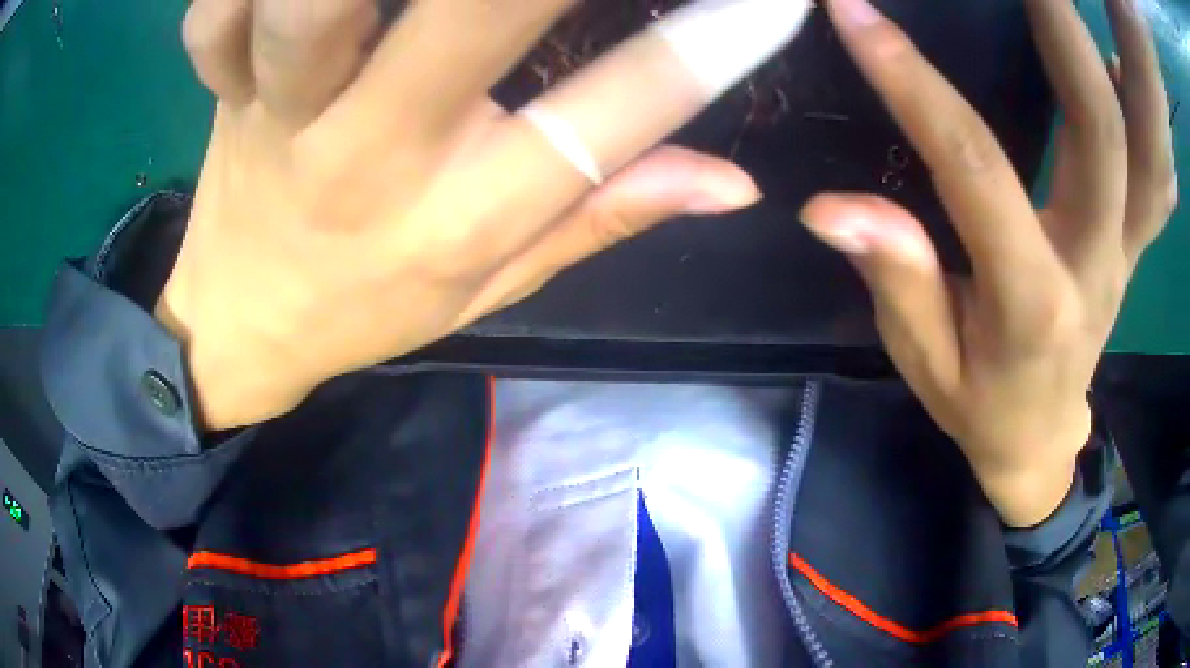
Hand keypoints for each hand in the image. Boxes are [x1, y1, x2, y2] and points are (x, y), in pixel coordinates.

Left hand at [165, 0, 810, 428]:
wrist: (241, 324)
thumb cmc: (361, 308)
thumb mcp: (489, 287)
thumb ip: (603, 216)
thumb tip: (732, 181)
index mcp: (456, 219)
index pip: (610, 120)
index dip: (705, 47)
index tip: (776, 1)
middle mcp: (370, 155)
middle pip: (469, 21)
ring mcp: (279, 116)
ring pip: (312, 12)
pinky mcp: (222, 92)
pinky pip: (217, 18)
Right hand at [805, 0, 1176, 525]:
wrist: (1042, 442)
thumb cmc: (981, 410)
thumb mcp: (927, 363)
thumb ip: (898, 279)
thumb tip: (831, 208)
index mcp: (1033, 301)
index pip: (975, 166)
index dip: (912, 82)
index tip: (854, 14)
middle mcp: (1094, 261)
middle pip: (1099, 131)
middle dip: (1061, 34)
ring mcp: (1122, 248)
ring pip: (1133, 142)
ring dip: (1098, 56)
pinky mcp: (1129, 241)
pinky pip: (1148, 174)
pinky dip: (1135, 108)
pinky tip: (1113, 61)